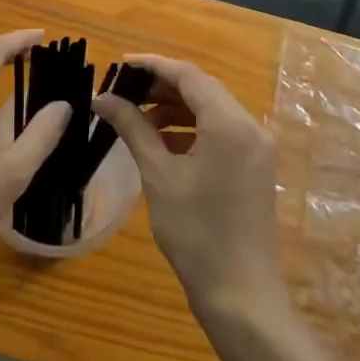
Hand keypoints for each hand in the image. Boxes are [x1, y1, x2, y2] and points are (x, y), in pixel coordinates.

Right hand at [92, 55, 288, 323]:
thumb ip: (133, 128)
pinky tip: (163, 143)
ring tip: (138, 119)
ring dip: (176, 108)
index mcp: (229, 123)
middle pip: (202, 89)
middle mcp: (250, 126)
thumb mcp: (158, 175)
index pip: (188, 75)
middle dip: (162, 86)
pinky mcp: (255, 166)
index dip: (153, 65)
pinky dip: (191, 129)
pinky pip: (221, 131)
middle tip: (124, 91)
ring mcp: (256, 147)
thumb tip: (102, 98)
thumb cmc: (196, 233)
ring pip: (212, 109)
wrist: (241, 295)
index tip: (120, 65)